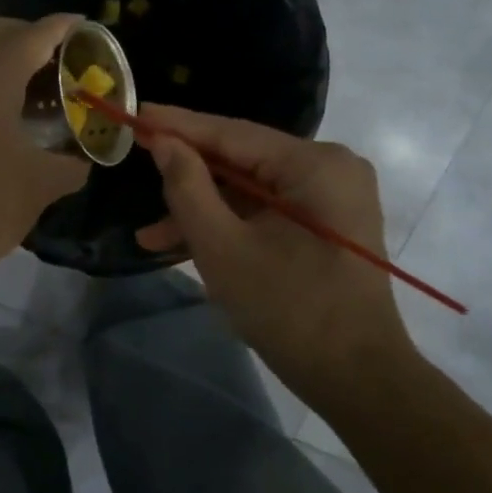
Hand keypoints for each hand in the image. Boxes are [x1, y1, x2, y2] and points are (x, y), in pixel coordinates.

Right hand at [135, 105, 412, 396]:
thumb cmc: (290, 311)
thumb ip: (188, 188)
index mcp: (315, 164)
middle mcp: (330, 168)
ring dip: (204, 212)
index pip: (232, 132)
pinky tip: (186, 245)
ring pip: (252, 192)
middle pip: (242, 161)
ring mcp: (332, 198)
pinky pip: (268, 213)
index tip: (133, 113)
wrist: (358, 379)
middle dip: (187, 177)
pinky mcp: (327, 225)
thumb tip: (163, 142)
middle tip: (134, 167)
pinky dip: (232, 227)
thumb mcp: (223, 248)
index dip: (178, 125)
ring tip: (150, 236)